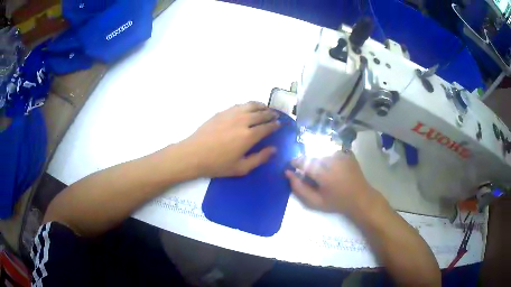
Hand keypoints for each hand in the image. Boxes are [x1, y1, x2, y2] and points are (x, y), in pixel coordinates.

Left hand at [183, 102, 280, 176]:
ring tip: (265, 108)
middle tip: (275, 115)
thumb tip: (274, 149)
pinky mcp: (222, 112)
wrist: (194, 154)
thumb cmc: (217, 164)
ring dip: (261, 106)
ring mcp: (231, 114)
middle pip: (261, 113)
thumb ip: (259, 158)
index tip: (280, 124)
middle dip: (270, 114)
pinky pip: (239, 105)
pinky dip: (248, 105)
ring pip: (250, 105)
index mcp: (249, 136)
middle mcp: (242, 121)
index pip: (267, 127)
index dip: (275, 125)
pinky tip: (248, 108)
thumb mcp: (241, 168)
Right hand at [285, 151, 374, 213]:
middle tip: (309, 173)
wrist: (360, 198)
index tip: (292, 165)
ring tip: (321, 170)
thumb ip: (299, 188)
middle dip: (307, 162)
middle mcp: (332, 161)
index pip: (303, 162)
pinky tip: (332, 166)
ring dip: (318, 159)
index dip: (295, 162)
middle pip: (312, 156)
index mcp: (324, 174)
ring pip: (322, 152)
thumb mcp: (315, 202)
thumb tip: (287, 173)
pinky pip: (332, 150)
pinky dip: (328, 156)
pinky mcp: (347, 153)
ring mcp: (341, 155)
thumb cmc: (337, 202)